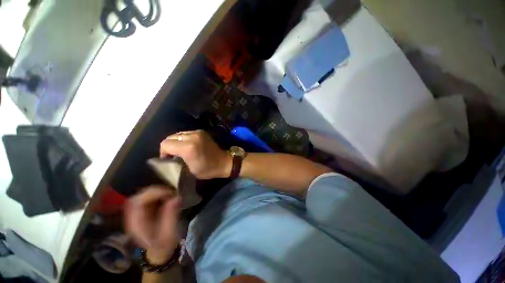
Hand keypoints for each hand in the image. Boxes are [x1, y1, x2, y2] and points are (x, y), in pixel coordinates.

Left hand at [125, 186, 180, 262]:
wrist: (160, 252)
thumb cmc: (164, 245)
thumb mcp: (168, 234)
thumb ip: (170, 216)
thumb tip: (176, 197)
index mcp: (135, 224)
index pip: (137, 202)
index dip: (152, 194)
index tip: (169, 194)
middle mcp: (133, 216)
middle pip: (139, 196)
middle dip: (156, 191)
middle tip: (172, 193)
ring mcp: (138, 212)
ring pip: (144, 194)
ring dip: (159, 191)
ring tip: (171, 195)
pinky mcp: (145, 210)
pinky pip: (150, 197)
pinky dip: (160, 194)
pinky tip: (168, 197)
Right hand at [160, 130, 231, 178]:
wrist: (224, 162)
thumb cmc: (208, 169)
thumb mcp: (189, 170)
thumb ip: (177, 161)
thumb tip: (169, 157)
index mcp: (188, 147)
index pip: (165, 144)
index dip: (163, 152)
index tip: (168, 159)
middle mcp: (192, 136)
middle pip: (170, 137)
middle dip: (169, 146)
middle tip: (174, 155)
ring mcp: (198, 132)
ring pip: (178, 134)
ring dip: (177, 142)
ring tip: (181, 150)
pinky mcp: (202, 131)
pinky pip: (187, 133)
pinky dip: (184, 139)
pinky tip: (188, 146)